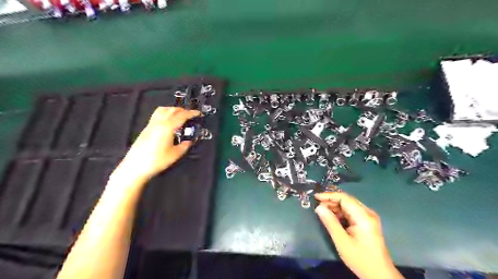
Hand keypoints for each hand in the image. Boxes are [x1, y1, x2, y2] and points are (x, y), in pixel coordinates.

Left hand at [117, 106, 198, 180]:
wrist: (135, 167)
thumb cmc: (156, 161)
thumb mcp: (175, 154)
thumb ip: (184, 146)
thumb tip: (189, 142)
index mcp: (167, 127)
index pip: (181, 116)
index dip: (191, 113)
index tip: (197, 113)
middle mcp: (158, 123)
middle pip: (171, 110)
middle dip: (183, 110)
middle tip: (190, 114)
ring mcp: (150, 125)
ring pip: (162, 110)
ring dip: (172, 110)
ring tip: (179, 115)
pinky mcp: (146, 129)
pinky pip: (157, 115)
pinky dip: (165, 114)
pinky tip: (168, 122)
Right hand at [315, 192, 404, 278]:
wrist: (380, 275)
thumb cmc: (360, 259)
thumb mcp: (342, 242)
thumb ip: (330, 223)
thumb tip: (319, 207)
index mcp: (363, 216)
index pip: (344, 198)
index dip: (329, 195)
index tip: (316, 197)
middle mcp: (367, 213)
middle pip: (347, 200)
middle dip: (331, 201)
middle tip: (317, 206)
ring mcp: (368, 217)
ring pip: (348, 205)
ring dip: (335, 207)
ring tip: (323, 211)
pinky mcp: (367, 222)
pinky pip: (351, 212)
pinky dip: (341, 212)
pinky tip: (333, 217)